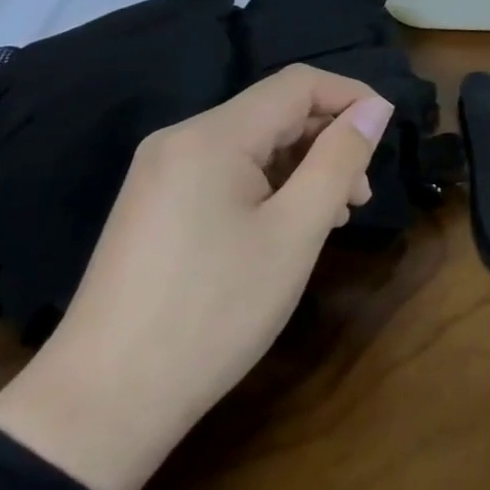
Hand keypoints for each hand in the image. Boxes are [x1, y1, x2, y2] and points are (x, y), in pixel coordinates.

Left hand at [0, 65, 393, 489]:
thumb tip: (376, 108)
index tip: (388, 136)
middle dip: (329, 140)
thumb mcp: (295, 233)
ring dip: (304, 167)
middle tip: (360, 196)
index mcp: (212, 136)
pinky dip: (271, 187)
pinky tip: (289, 227)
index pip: (298, 84)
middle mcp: (182, 140)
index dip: (351, 97)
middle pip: (275, 112)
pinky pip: (227, 174)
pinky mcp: (156, 207)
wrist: (102, 406)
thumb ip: (339, 160)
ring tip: (335, 217)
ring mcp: (162, 174)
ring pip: (254, 145)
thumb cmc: (214, 311)